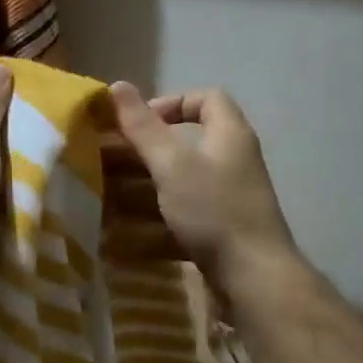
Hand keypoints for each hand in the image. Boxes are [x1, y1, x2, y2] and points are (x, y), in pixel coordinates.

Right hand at [107, 82, 295, 292]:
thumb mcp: (172, 165)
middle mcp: (233, 161)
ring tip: (109, 197)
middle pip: (188, 143)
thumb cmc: (213, 210)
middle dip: (147, 151)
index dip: (171, 102)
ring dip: (146, 188)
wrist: (253, 276)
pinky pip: (185, 216)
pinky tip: (128, 235)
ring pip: (182, 183)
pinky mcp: (222, 230)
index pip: (206, 98)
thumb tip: (117, 86)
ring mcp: (229, 198)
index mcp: (229, 135)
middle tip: (111, 161)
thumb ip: (143, 128)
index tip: (139, 123)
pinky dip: (157, 221)